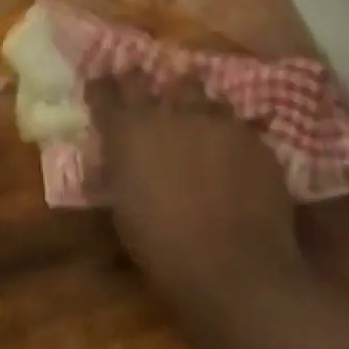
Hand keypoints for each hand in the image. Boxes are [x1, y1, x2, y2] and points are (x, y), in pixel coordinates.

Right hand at [91, 73, 303, 298]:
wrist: (237, 270)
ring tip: (195, 122)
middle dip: (141, 82)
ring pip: (196, 92)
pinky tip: (233, 155)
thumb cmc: (166, 251)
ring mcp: (211, 118)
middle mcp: (167, 112)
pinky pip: (232, 121)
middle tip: (145, 95)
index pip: (104, 91)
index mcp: (129, 131)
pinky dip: (227, 133)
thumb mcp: (124, 213)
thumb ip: (118, 173)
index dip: (101, 88)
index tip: (100, 89)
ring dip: (190, 104)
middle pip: (146, 77)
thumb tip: (113, 159)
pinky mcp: (248, 133)